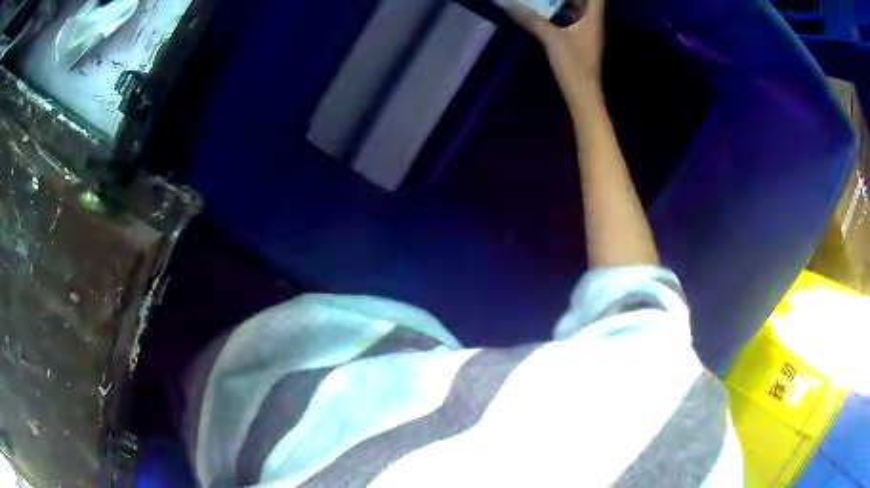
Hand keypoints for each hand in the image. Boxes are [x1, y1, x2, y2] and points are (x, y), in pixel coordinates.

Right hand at [507, 0, 605, 109]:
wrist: (582, 95)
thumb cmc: (573, 66)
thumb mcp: (551, 39)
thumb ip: (531, 20)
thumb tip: (508, 4)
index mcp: (593, 20)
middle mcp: (593, 24)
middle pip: (589, 2)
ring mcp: (588, 34)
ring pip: (581, 12)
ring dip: (567, 2)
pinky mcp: (581, 43)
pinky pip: (574, 22)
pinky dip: (564, 14)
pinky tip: (549, 13)